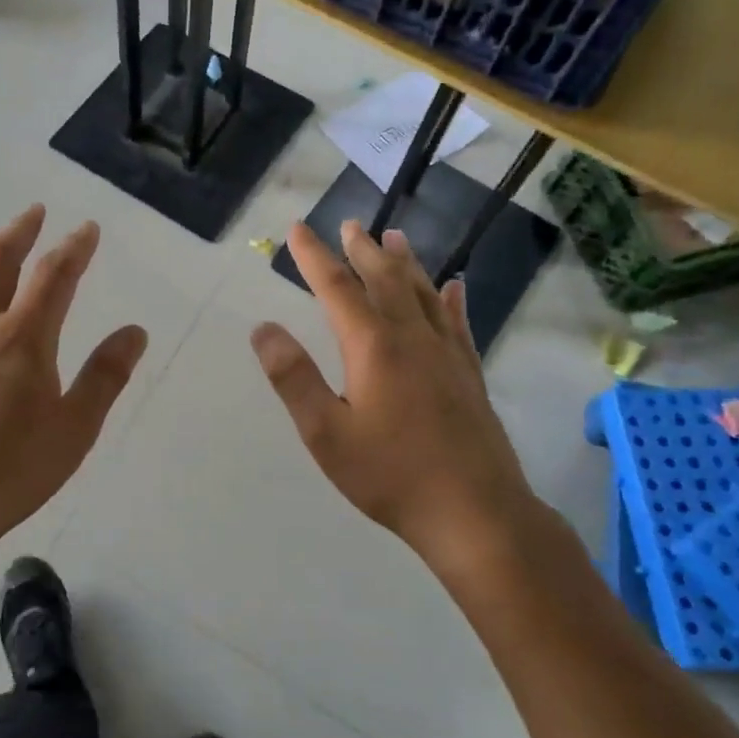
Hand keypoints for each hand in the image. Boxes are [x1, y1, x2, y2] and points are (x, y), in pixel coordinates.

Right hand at [251, 220, 539, 568]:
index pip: (336, 288)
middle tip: (349, 224)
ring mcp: (447, 353)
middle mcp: (412, 337)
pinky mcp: (469, 374)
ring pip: (423, 293)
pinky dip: (452, 300)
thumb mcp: (325, 433)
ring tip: (394, 237)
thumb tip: (263, 329)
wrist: (475, 513)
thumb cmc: (390, 475)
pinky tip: (455, 287)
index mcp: (373, 346)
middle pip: (384, 279)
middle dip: (362, 250)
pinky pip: (459, 323)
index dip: (314, 256)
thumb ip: (293, 377)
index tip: (298, 229)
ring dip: (405, 263)